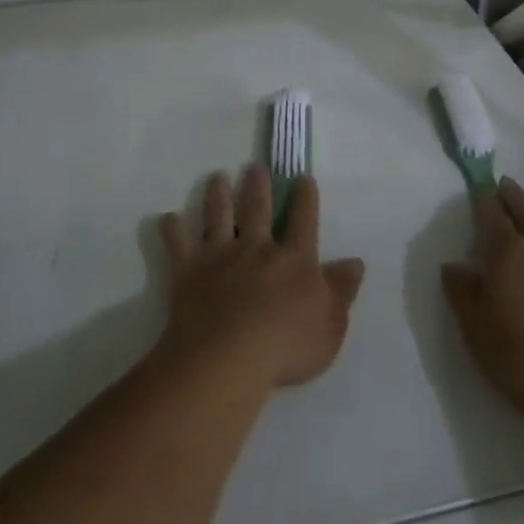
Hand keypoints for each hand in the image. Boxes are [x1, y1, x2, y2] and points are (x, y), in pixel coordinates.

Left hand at [157, 167, 365, 390]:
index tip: (303, 177)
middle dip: (257, 186)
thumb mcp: (330, 325)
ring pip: (218, 216)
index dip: (305, 198)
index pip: (304, 220)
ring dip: (217, 195)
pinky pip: (178, 245)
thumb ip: (342, 291)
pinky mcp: (188, 271)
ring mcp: (219, 256)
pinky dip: (172, 231)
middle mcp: (256, 248)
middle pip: (257, 209)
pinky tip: (167, 218)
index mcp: (294, 260)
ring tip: (217, 176)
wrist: (228, 357)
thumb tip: (355, 262)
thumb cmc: (286, 346)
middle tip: (254, 166)